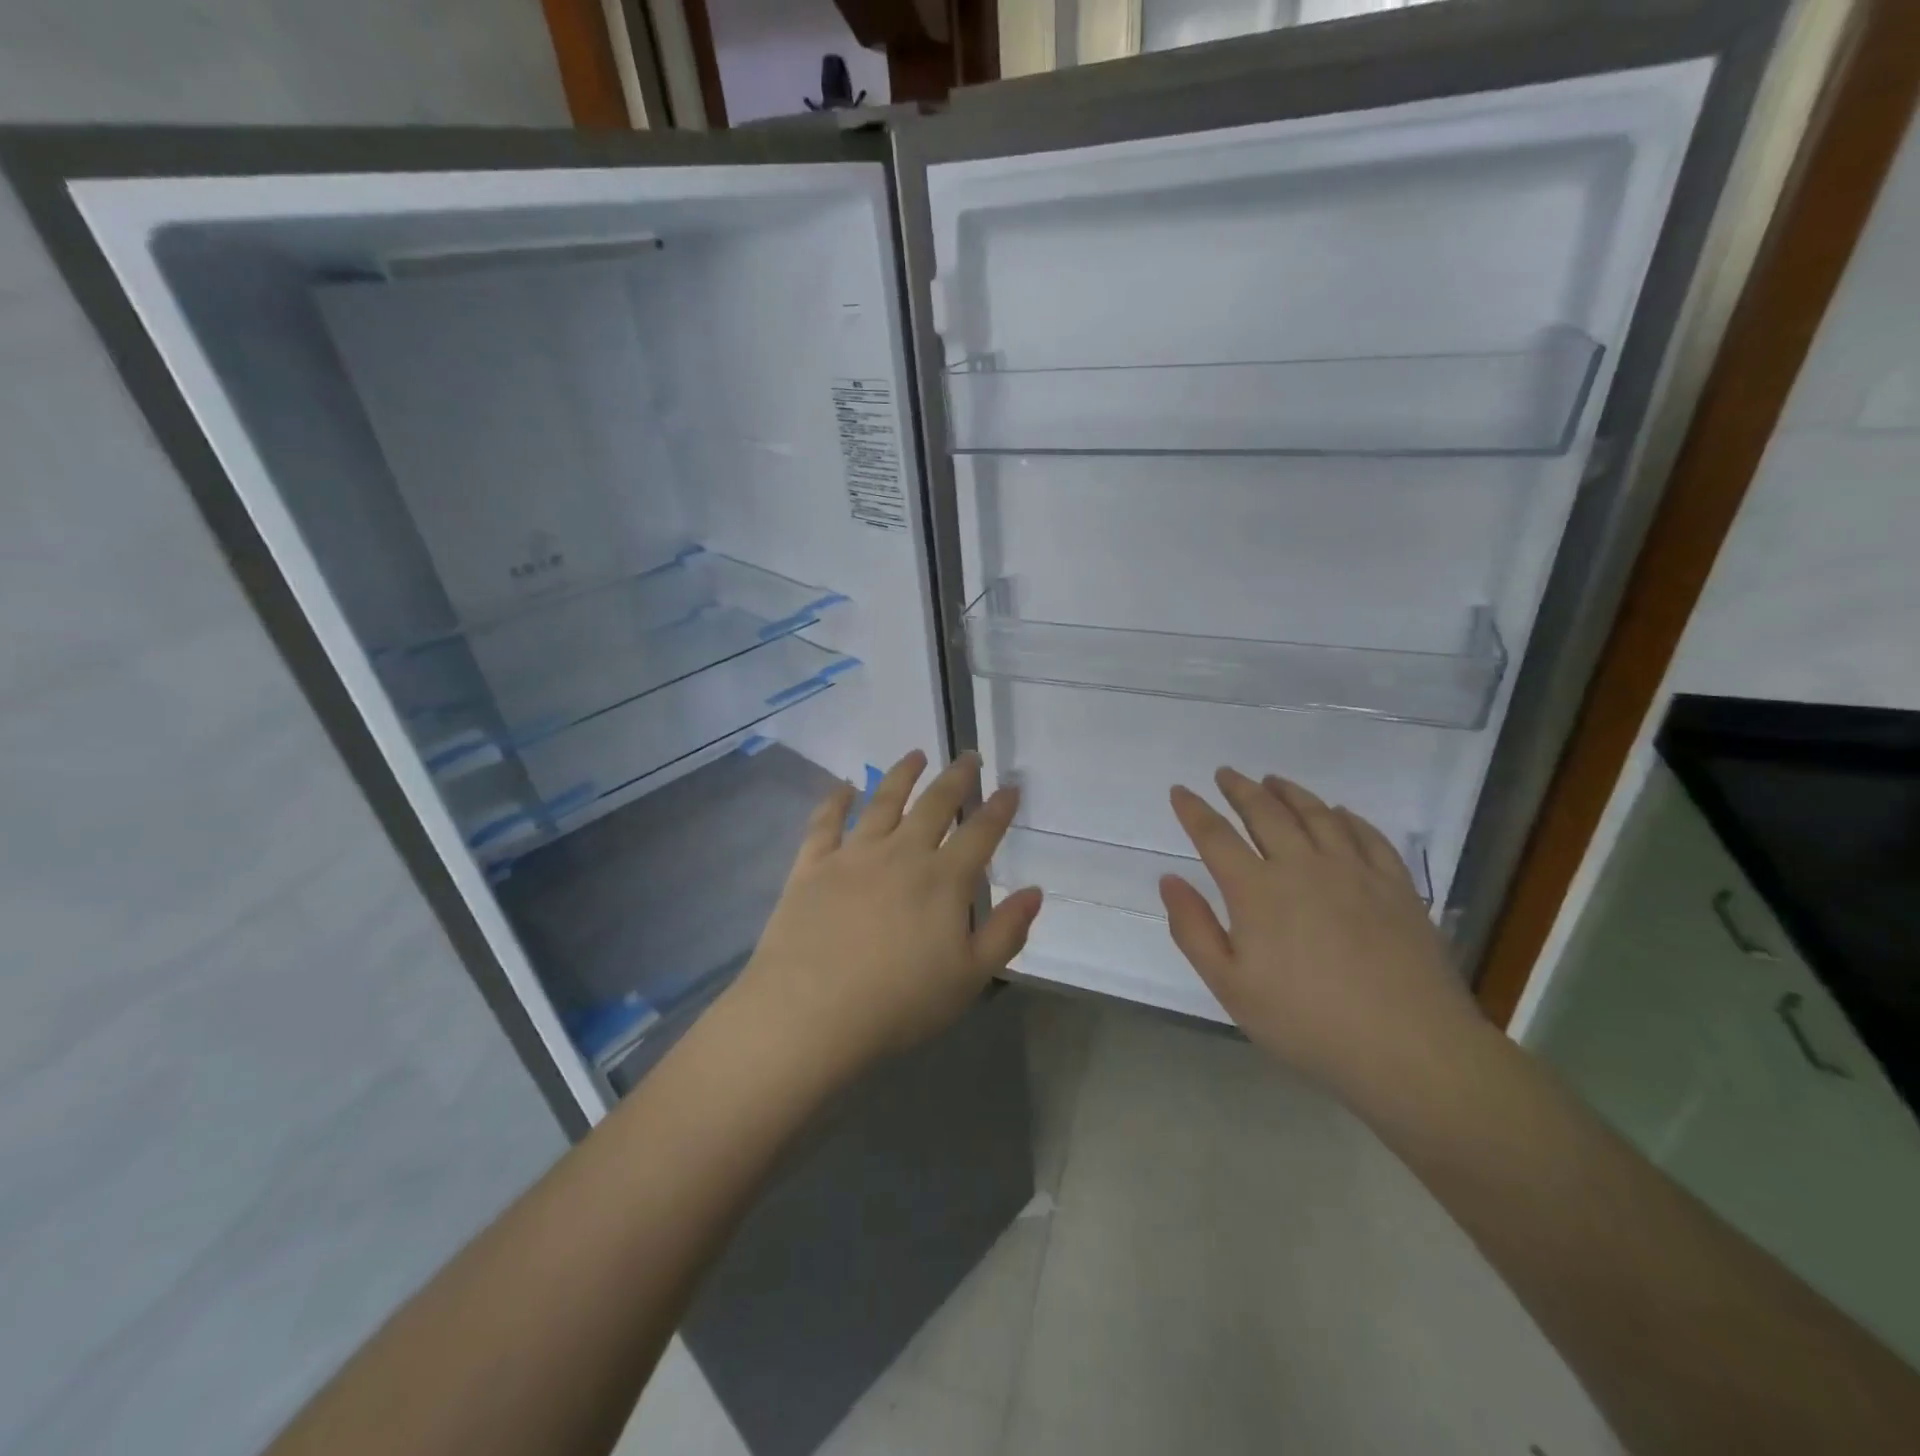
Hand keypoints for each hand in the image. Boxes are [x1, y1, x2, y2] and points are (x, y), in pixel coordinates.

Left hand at [729, 750, 1043, 1079]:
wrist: (810, 1011)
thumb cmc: (898, 1002)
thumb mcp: (969, 978)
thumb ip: (1005, 931)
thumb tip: (1034, 891)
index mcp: (943, 880)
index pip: (980, 833)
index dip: (999, 808)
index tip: (1011, 786)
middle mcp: (901, 853)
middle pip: (934, 805)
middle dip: (956, 778)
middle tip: (968, 756)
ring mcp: (853, 854)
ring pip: (883, 801)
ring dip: (902, 775)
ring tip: (915, 755)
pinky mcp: (812, 864)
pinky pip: (825, 822)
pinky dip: (835, 800)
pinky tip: (844, 787)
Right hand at [1160, 767, 1483, 1095]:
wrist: (1410, 1048)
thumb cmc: (1306, 1023)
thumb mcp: (1231, 986)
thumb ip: (1193, 929)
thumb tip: (1169, 879)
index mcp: (1257, 890)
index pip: (1215, 836)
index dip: (1194, 810)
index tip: (1180, 790)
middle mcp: (1303, 866)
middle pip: (1266, 813)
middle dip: (1240, 789)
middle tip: (1226, 773)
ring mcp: (1354, 871)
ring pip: (1317, 814)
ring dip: (1290, 792)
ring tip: (1273, 780)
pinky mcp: (1396, 885)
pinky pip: (1367, 835)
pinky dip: (1348, 817)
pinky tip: (1340, 813)